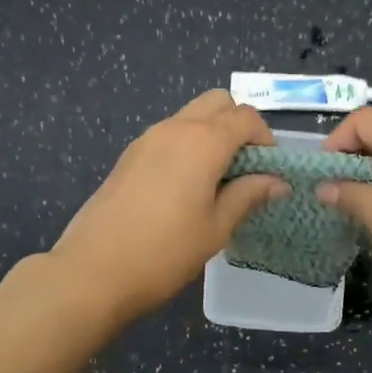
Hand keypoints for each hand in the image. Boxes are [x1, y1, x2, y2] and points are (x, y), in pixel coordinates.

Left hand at [51, 91, 289, 321]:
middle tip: (244, 167)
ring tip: (217, 180)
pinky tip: (186, 187)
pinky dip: (188, 145)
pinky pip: (170, 134)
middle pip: (218, 102)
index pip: (246, 116)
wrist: (93, 270)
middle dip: (239, 125)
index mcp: (203, 141)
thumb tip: (279, 182)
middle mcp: (175, 128)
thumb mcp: (216, 227)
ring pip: (191, 115)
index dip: (265, 138)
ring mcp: (148, 138)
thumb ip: (249, 195)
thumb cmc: (165, 251)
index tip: (269, 171)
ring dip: (212, 133)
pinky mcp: (130, 155)